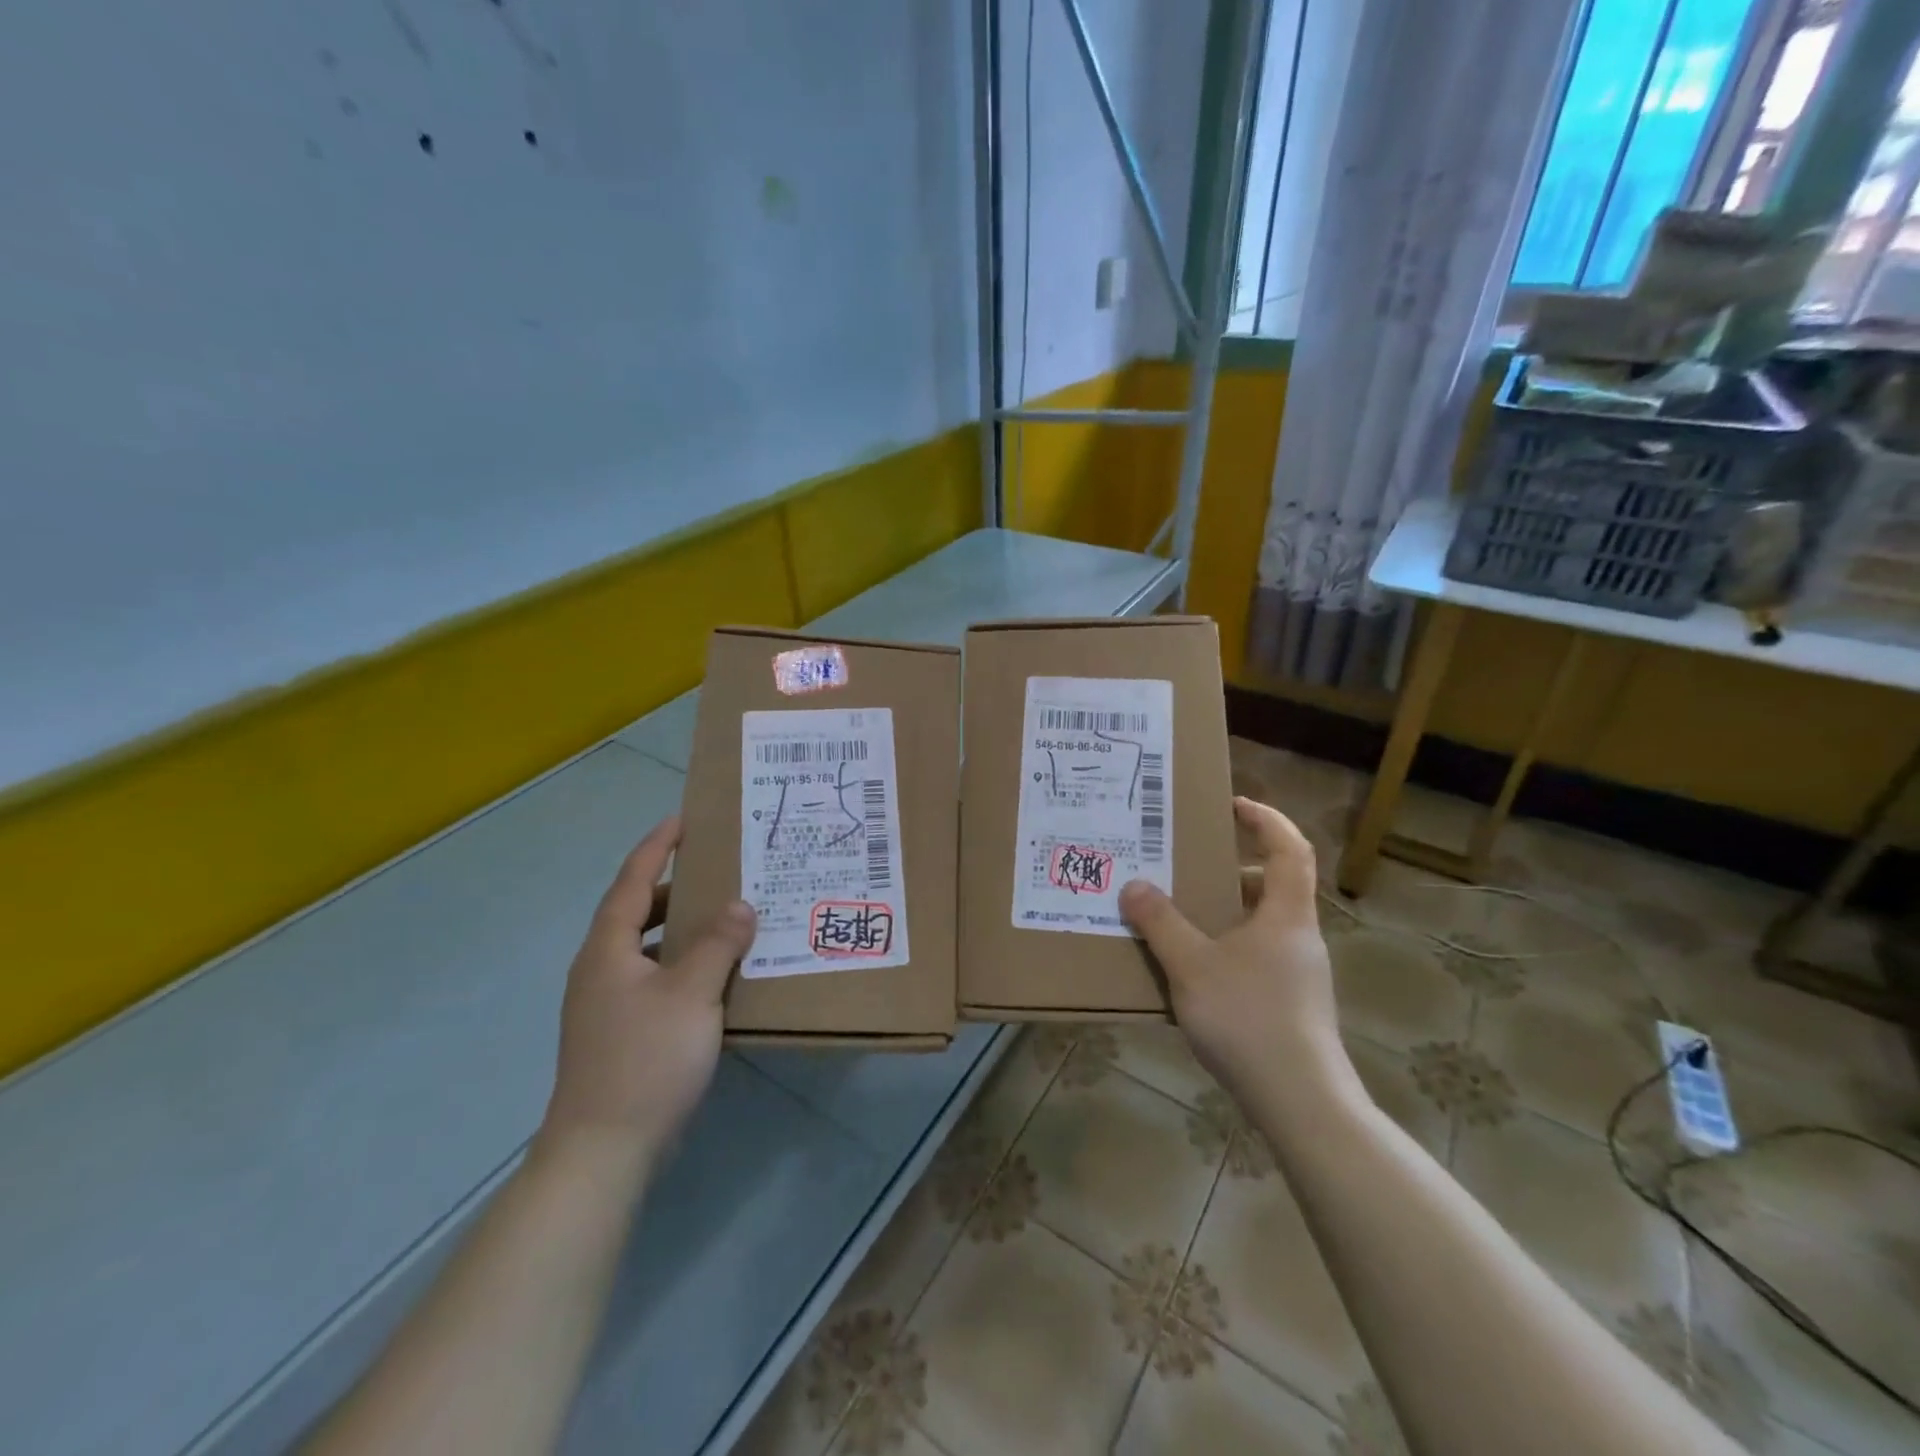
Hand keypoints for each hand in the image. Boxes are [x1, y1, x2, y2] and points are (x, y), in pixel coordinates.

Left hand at [540, 815, 756, 1170]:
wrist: (603, 1150)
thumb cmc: (645, 1059)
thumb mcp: (691, 994)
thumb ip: (718, 944)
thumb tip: (740, 904)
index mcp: (608, 949)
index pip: (631, 881)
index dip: (656, 846)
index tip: (683, 819)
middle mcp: (601, 969)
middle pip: (636, 912)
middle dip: (674, 887)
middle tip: (719, 871)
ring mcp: (606, 1004)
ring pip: (647, 948)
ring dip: (681, 928)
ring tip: (724, 918)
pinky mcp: (620, 1032)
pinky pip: (654, 978)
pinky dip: (682, 964)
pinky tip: (715, 977)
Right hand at [1119, 797, 1346, 1110]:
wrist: (1301, 1103)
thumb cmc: (1250, 1019)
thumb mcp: (1192, 966)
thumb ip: (1160, 924)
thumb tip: (1134, 886)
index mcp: (1286, 914)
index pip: (1289, 848)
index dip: (1266, 819)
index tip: (1233, 805)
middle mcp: (1298, 937)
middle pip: (1273, 885)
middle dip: (1230, 869)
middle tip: (1188, 866)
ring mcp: (1297, 974)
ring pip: (1261, 924)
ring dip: (1223, 912)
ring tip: (1179, 916)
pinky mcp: (1289, 1004)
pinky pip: (1255, 956)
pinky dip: (1225, 947)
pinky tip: (1192, 971)